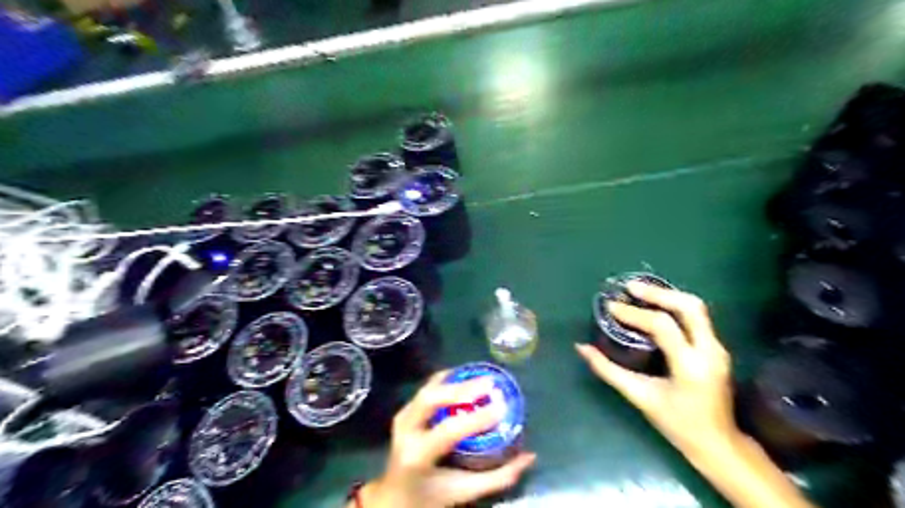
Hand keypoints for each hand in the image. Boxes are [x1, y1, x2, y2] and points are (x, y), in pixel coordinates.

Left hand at [355, 369, 534, 506]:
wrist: (394, 497)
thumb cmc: (430, 497)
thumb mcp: (464, 492)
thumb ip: (498, 477)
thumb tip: (529, 457)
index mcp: (419, 456)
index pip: (449, 431)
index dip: (476, 418)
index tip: (502, 407)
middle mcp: (406, 432)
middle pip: (431, 399)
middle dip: (462, 388)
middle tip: (489, 383)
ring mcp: (402, 419)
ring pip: (428, 389)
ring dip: (455, 381)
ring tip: (480, 378)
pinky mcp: (404, 411)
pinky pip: (426, 389)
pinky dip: (446, 380)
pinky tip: (464, 376)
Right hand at [576, 282, 816, 507]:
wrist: (718, 443)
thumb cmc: (676, 423)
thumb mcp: (639, 396)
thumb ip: (608, 370)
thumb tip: (582, 348)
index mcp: (690, 365)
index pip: (662, 326)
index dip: (634, 313)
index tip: (611, 307)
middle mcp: (710, 351)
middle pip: (689, 306)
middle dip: (658, 294)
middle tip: (630, 288)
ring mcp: (718, 348)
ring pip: (697, 308)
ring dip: (667, 296)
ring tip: (640, 292)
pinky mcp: (717, 348)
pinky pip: (697, 317)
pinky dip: (674, 307)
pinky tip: (655, 307)